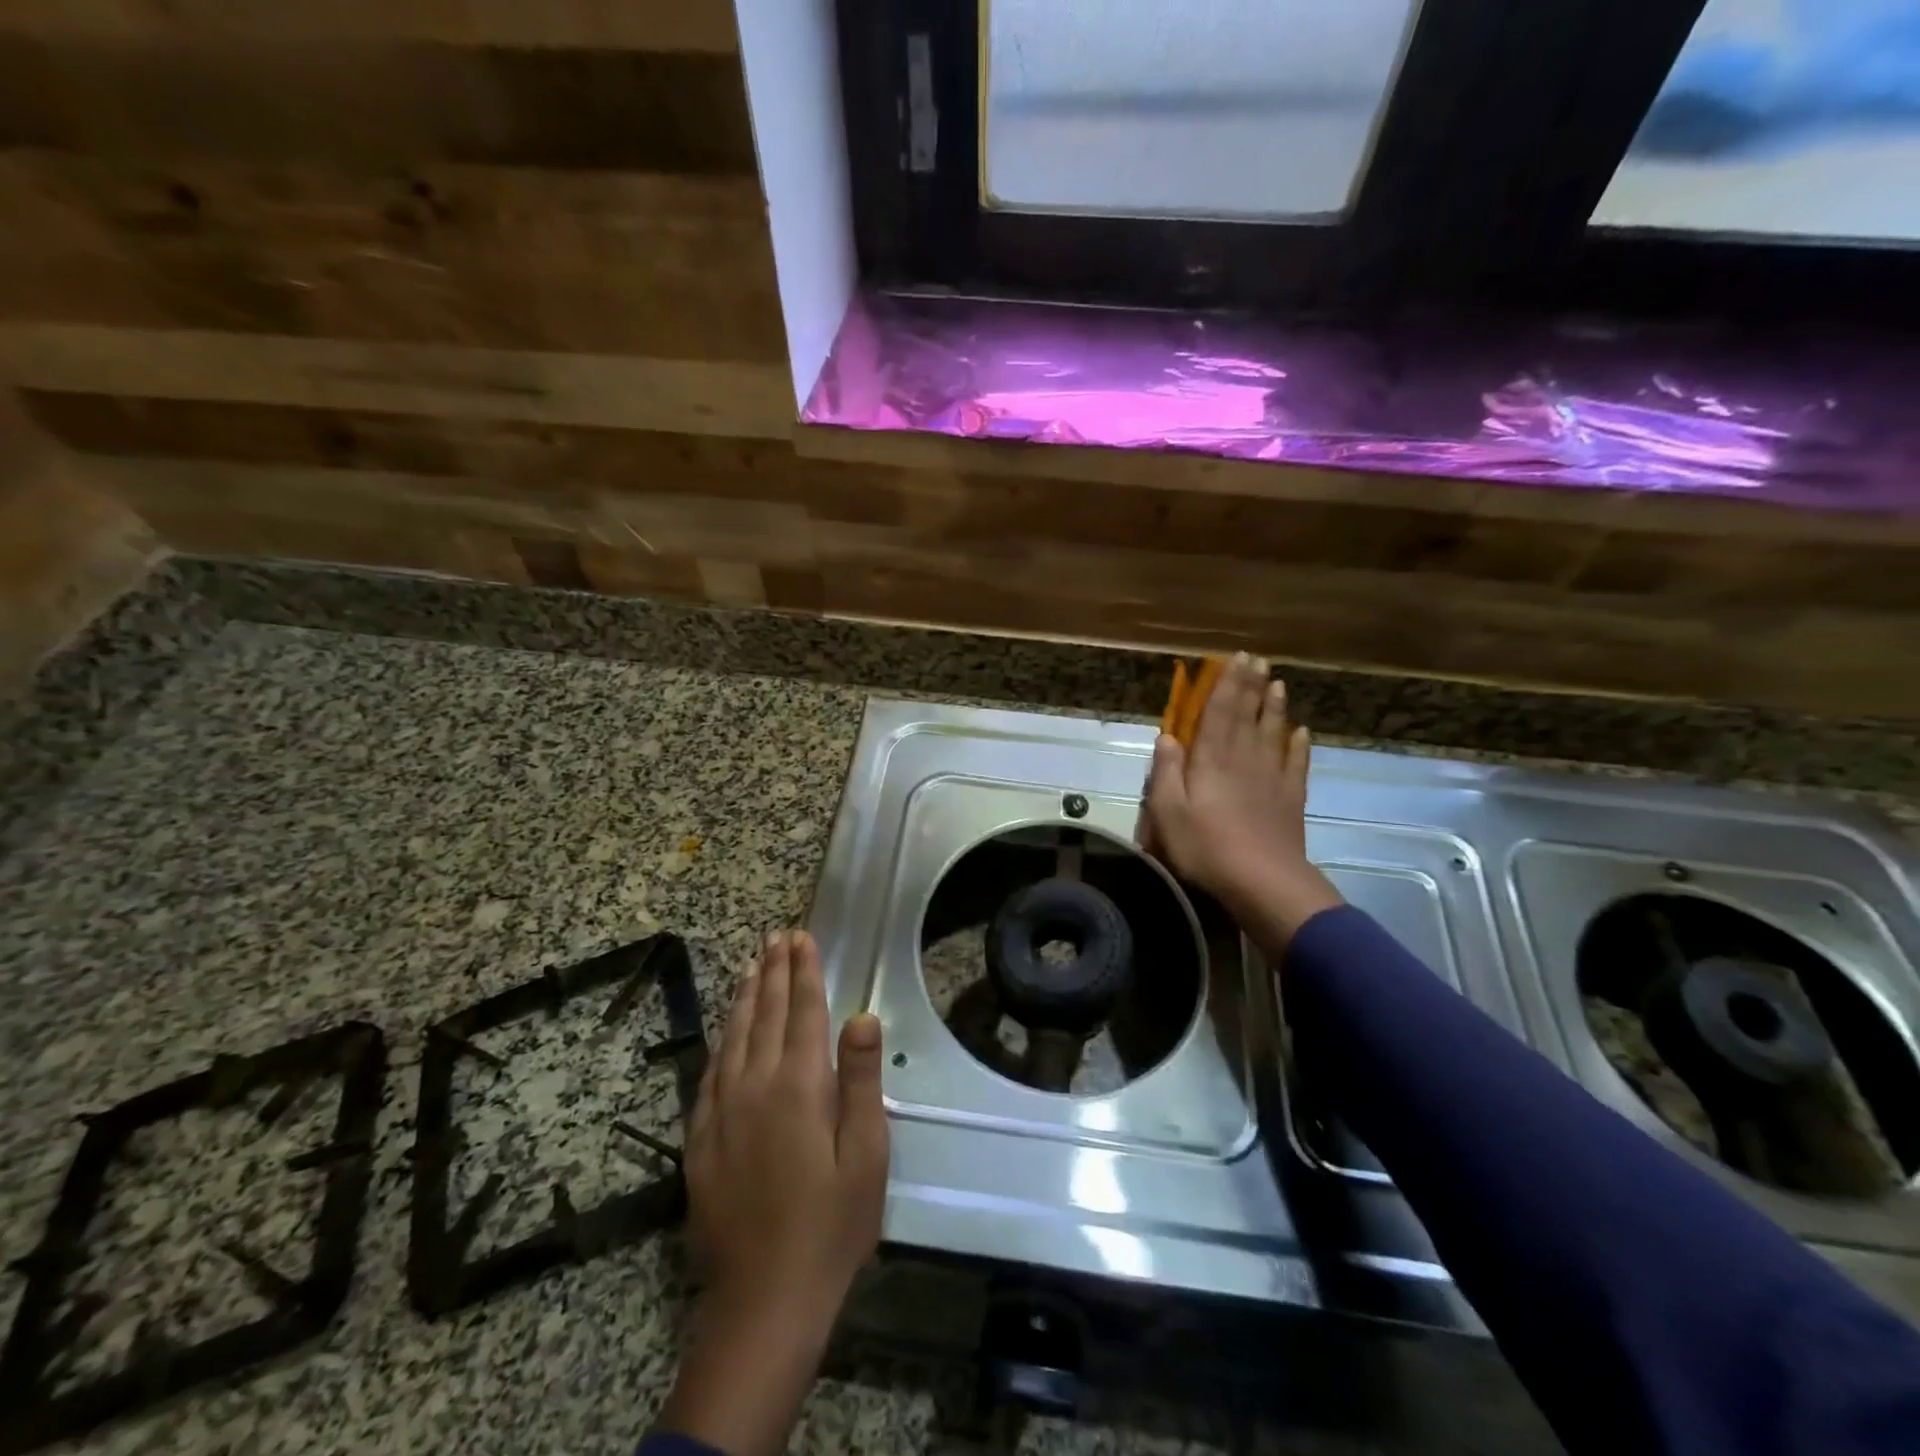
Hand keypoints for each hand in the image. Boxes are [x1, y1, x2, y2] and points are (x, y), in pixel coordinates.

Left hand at [658, 930, 887, 1455]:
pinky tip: (727, 1030)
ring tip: (753, 965)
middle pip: (766, 1014)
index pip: (802, 1011)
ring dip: (746, 996)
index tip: (802, 938)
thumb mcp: (865, 1154)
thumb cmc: (831, 1224)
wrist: (764, 1299)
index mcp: (799, 1085)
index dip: (804, 971)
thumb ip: (861, 1080)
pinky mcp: (702, 1138)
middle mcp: (755, 1085)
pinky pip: (711, 1071)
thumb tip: (862, 1016)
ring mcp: (722, 1111)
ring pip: (734, 1036)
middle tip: (777, 937)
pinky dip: (723, 1039)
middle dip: (774, 971)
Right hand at [1144, 653, 1342, 951]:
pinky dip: (1299, 745)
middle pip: (1248, 715)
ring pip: (1274, 733)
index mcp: (1211, 760)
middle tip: (1259, 660)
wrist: (1261, 881)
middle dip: (1251, 686)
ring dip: (1275, 707)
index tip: (1235, 658)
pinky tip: (1301, 732)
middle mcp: (1244, 759)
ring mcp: (1272, 778)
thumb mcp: (1168, 811)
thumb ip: (1166, 771)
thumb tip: (1167, 736)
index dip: (1226, 684)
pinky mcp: (1291, 799)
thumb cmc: (1205, 846)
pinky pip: (1296, 764)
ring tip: (1279, 684)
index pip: (1219, 712)